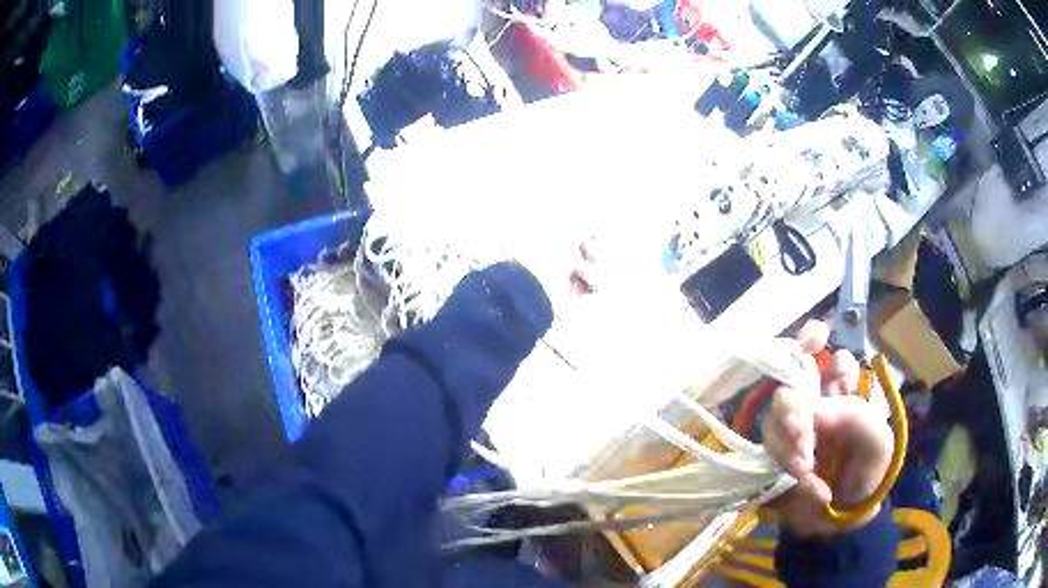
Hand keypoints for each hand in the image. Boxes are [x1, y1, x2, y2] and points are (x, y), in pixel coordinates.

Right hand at [762, 321, 893, 536]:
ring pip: (773, 421)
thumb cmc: (867, 473)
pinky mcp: (772, 458)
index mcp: (840, 391)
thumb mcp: (876, 442)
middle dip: (793, 410)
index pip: (821, 352)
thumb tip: (814, 411)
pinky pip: (766, 453)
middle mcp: (812, 405)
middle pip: (789, 386)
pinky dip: (783, 466)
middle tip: (804, 436)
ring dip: (789, 446)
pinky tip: (801, 480)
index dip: (812, 338)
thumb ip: (856, 417)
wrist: (843, 520)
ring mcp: (789, 432)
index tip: (814, 340)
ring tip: (806, 471)